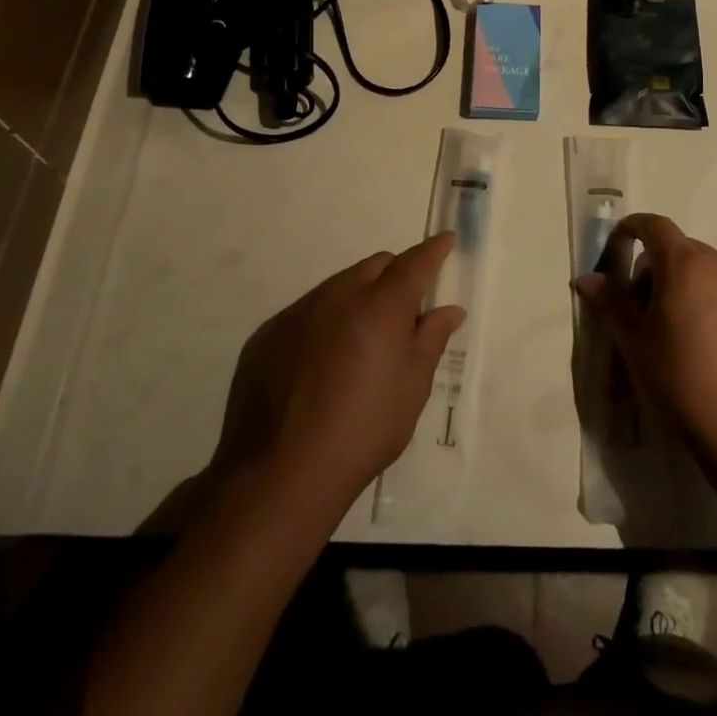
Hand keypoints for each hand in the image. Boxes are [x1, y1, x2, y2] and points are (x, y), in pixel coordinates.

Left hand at [213, 234, 464, 514]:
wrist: (280, 473)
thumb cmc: (363, 431)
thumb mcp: (411, 388)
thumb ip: (431, 340)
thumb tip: (448, 310)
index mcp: (381, 305)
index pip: (414, 262)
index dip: (433, 250)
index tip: (445, 242)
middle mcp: (338, 295)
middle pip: (375, 267)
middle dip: (394, 277)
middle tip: (403, 312)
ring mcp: (298, 312)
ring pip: (339, 286)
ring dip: (357, 299)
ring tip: (359, 345)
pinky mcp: (267, 334)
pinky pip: (306, 312)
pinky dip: (324, 323)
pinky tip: (320, 365)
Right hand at [573, 214, 716, 465]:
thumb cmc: (678, 379)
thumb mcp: (633, 341)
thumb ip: (609, 301)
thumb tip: (586, 278)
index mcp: (684, 264)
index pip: (654, 225)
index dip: (633, 228)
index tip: (620, 243)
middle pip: (683, 250)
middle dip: (661, 267)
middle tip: (648, 308)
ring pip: (714, 273)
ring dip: (694, 287)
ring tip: (687, 332)